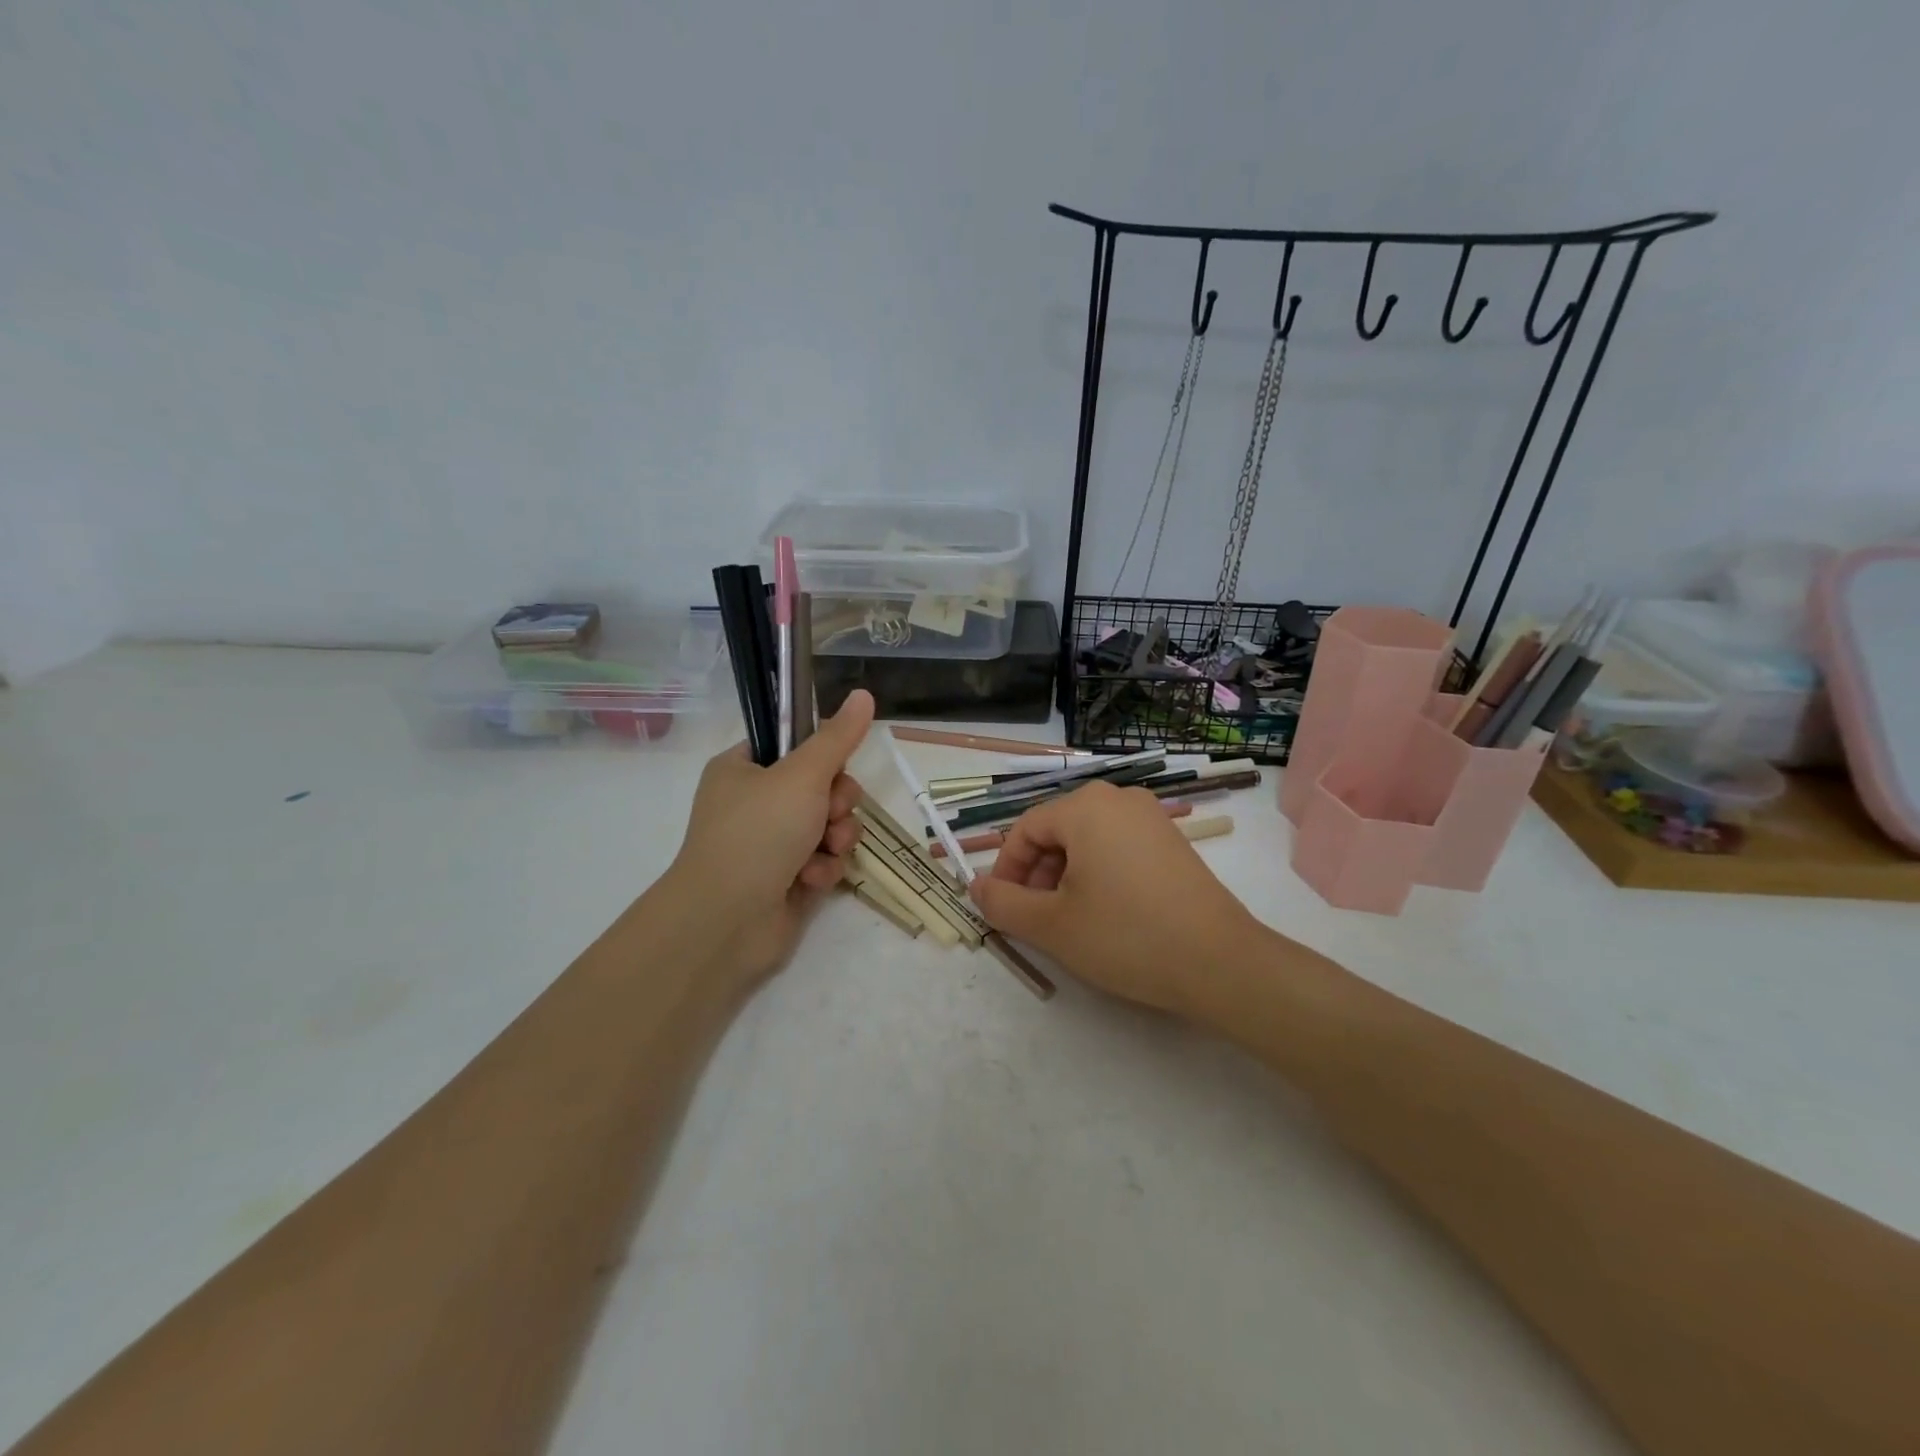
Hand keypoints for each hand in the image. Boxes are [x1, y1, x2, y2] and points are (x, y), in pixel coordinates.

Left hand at [665, 690, 875, 986]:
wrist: (727, 920)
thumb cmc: (759, 833)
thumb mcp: (803, 775)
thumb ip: (838, 738)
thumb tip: (864, 693)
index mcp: (743, 769)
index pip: (793, 747)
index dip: (822, 755)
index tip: (835, 765)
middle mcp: (754, 803)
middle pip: (821, 786)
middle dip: (837, 802)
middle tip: (831, 812)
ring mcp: (769, 843)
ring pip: (828, 825)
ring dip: (837, 836)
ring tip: (825, 849)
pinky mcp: (786, 878)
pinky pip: (822, 860)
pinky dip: (824, 867)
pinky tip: (813, 878)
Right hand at [967, 781, 1263, 1016]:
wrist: (1220, 962)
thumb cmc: (1126, 936)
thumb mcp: (1052, 925)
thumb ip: (1003, 903)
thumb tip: (975, 886)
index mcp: (1085, 806)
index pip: (1025, 829)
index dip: (1006, 869)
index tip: (1002, 908)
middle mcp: (1119, 798)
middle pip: (1057, 830)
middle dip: (1037, 873)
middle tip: (1034, 918)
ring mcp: (1151, 817)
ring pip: (1087, 840)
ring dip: (1065, 876)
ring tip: (1068, 920)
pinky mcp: (1172, 841)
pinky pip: (1118, 847)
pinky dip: (1098, 874)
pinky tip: (1105, 913)